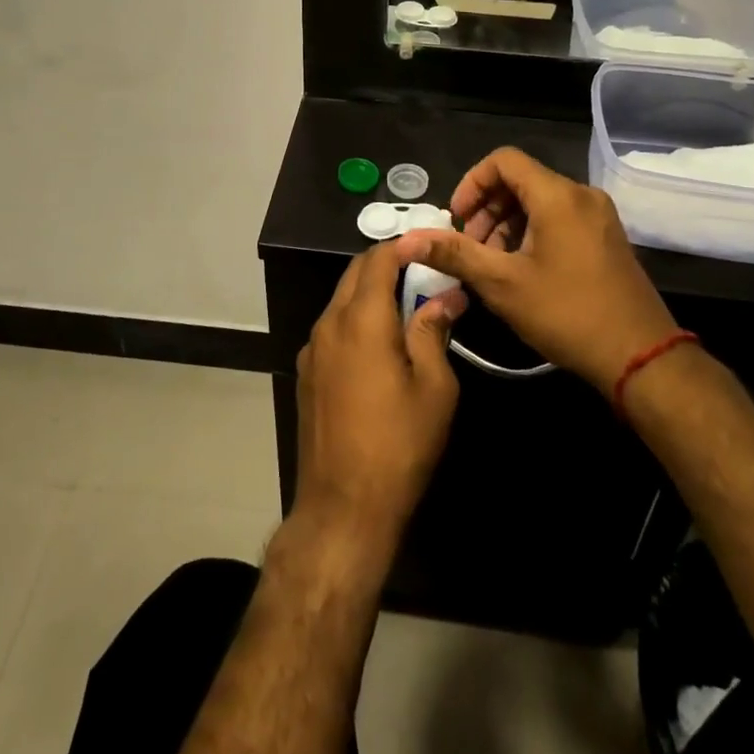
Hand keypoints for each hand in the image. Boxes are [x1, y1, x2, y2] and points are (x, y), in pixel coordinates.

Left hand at [294, 243, 467, 549]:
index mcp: (361, 319)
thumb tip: (446, 296)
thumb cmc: (398, 445)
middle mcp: (329, 323)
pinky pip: (333, 327)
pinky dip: (357, 318)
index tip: (431, 246)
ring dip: (371, 292)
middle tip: (423, 273)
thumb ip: (434, 331)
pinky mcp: (306, 372)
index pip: (378, 259)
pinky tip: (380, 343)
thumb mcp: (434, 387)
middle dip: (387, 264)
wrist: (342, 507)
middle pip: (355, 273)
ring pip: (342, 300)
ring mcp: (312, 348)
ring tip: (407, 306)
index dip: (404, 246)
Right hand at [393, 147, 676, 393]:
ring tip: (492, 264)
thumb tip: (408, 240)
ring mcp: (598, 216)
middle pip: (521, 180)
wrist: (641, 357)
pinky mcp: (606, 237)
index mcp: (558, 195)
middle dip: (487, 208)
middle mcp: (581, 195)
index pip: (503, 160)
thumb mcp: (502, 284)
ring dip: (507, 223)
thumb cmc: (567, 314)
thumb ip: (455, 254)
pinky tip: (521, 269)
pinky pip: (559, 217)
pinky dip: (532, 232)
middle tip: (470, 248)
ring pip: (539, 200)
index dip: (472, 183)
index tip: (457, 220)